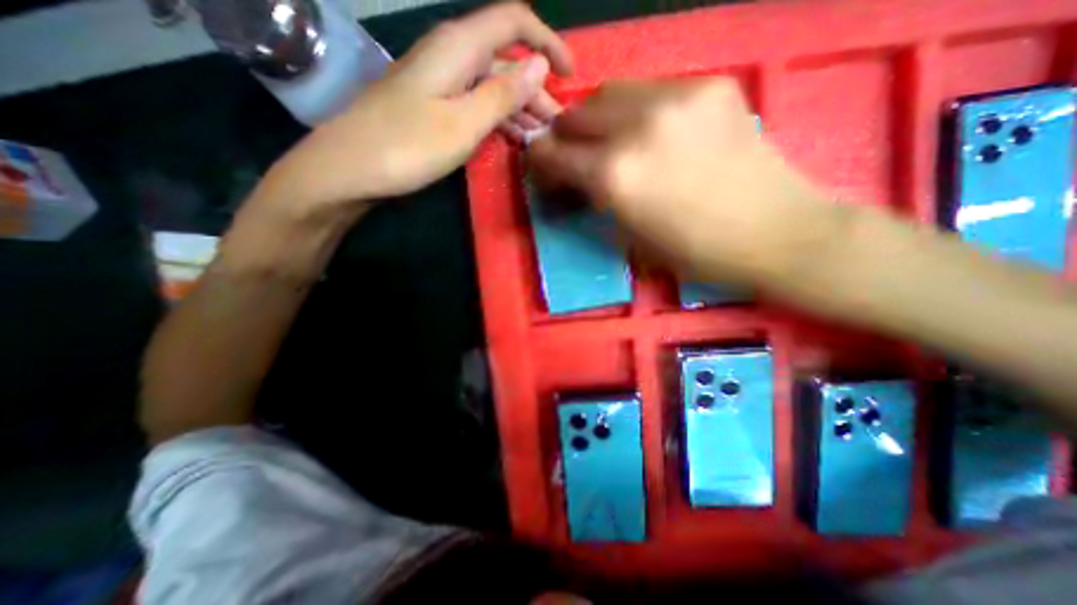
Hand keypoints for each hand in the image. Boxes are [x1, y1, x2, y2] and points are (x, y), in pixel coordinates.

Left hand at [257, 0, 572, 222]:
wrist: (351, 169)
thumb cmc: (408, 147)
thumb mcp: (463, 123)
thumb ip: (503, 94)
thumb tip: (539, 65)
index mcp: (458, 48)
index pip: (513, 23)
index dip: (547, 41)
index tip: (570, 75)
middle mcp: (450, 57)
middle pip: (505, 60)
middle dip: (536, 88)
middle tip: (556, 125)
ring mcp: (440, 84)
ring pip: (491, 86)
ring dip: (519, 108)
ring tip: (540, 136)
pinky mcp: (433, 107)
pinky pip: (475, 104)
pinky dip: (498, 119)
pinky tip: (512, 138)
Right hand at [528, 77, 830, 286]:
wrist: (774, 231)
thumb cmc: (694, 251)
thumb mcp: (629, 236)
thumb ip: (595, 198)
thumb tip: (573, 176)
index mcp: (615, 176)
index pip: (555, 154)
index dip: (541, 158)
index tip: (541, 162)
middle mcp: (637, 128)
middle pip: (578, 113)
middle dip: (567, 134)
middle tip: (573, 151)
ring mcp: (677, 98)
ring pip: (611, 92)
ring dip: (598, 116)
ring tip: (609, 137)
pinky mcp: (709, 86)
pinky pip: (652, 90)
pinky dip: (638, 109)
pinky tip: (652, 131)